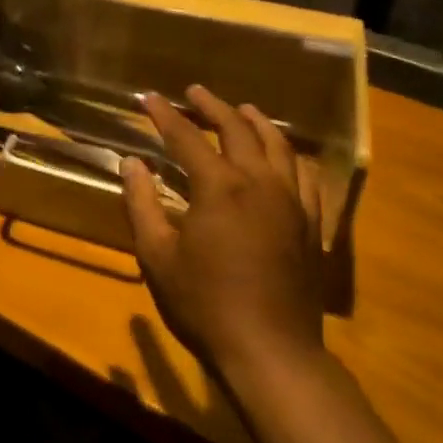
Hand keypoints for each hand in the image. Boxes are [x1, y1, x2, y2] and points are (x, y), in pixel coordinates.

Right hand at [119, 84, 324, 376]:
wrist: (270, 351)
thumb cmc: (204, 304)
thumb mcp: (157, 256)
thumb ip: (141, 204)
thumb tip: (132, 164)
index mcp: (218, 187)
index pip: (186, 137)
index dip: (164, 114)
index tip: (147, 98)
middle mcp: (259, 182)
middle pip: (236, 130)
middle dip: (212, 106)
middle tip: (194, 91)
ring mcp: (291, 202)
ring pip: (277, 146)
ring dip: (256, 122)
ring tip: (242, 109)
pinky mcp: (310, 224)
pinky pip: (304, 176)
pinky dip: (290, 156)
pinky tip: (283, 155)